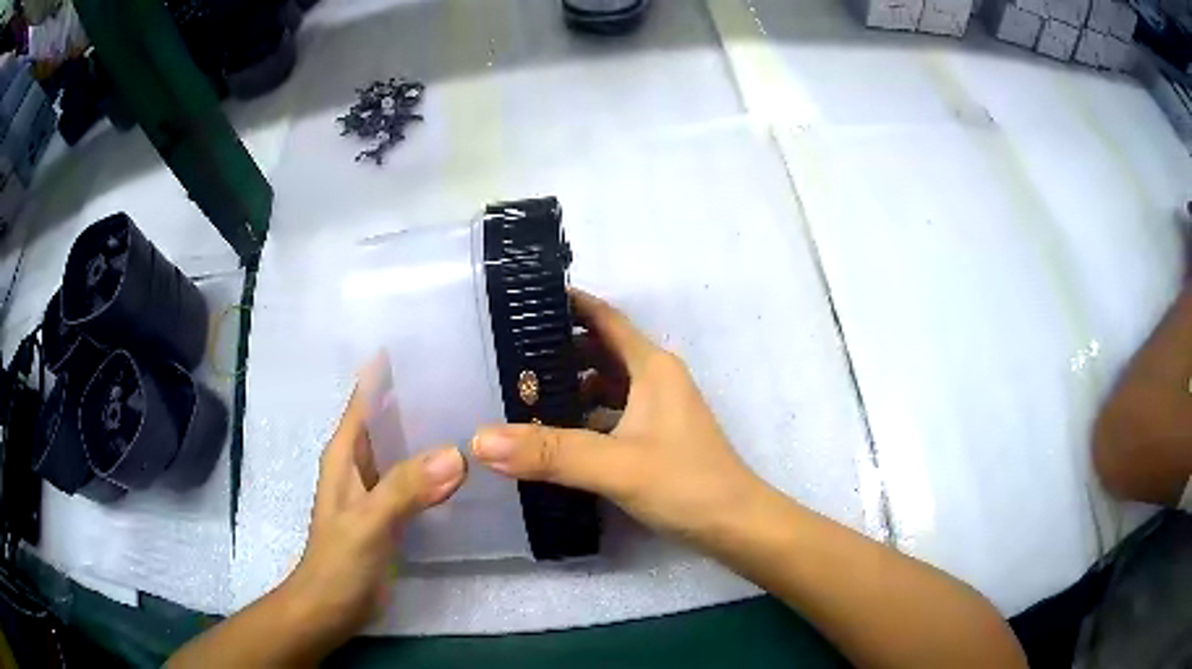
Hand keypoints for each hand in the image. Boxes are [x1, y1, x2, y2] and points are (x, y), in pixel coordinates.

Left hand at [283, 385, 465, 645]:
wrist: (332, 606)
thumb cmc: (338, 561)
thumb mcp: (368, 522)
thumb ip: (405, 489)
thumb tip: (456, 454)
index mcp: (345, 454)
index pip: (364, 399)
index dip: (385, 371)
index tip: (423, 345)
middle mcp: (359, 464)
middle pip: (387, 418)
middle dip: (416, 396)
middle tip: (462, 375)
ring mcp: (376, 489)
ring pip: (402, 448)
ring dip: (427, 431)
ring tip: (469, 411)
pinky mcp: (391, 513)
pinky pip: (414, 478)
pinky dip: (434, 468)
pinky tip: (460, 464)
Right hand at [471, 289, 762, 547]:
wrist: (735, 525)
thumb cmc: (685, 483)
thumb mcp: (615, 465)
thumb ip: (550, 452)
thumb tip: (480, 439)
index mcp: (652, 367)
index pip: (605, 318)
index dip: (569, 304)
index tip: (525, 299)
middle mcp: (656, 380)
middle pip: (601, 351)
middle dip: (558, 350)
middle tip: (507, 356)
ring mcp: (659, 411)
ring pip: (606, 386)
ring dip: (570, 387)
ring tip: (521, 396)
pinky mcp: (657, 439)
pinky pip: (612, 415)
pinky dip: (585, 417)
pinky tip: (555, 436)